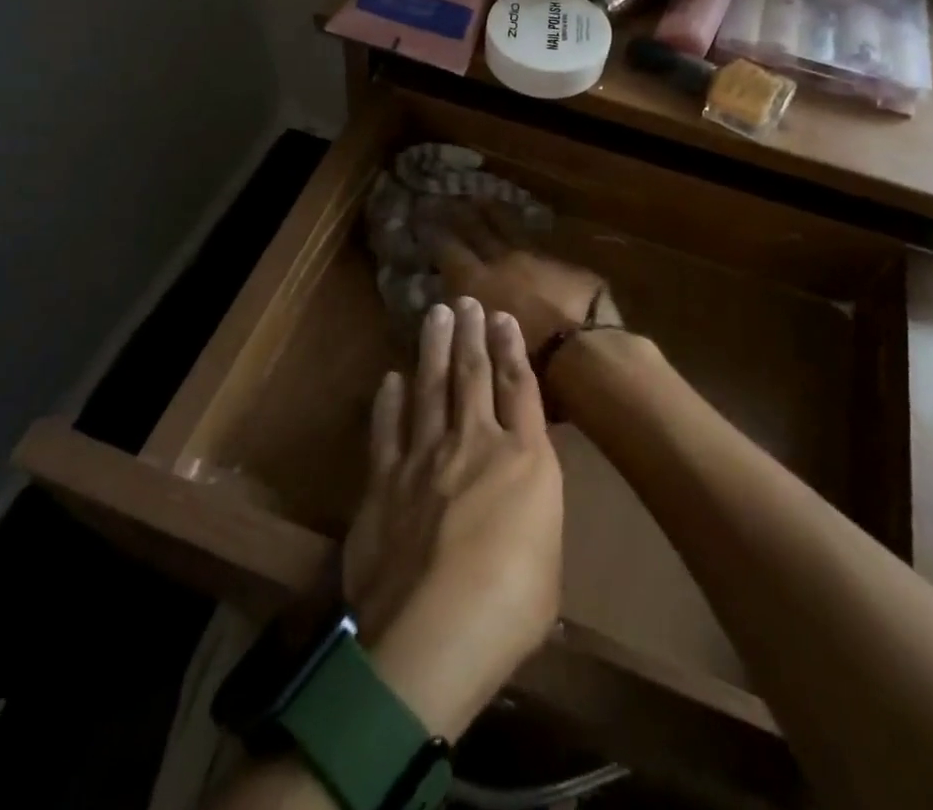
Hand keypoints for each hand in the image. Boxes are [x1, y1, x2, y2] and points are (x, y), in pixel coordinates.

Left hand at [342, 299, 562, 739]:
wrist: (431, 633)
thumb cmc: (509, 610)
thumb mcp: (547, 565)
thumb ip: (533, 521)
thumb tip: (522, 512)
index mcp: (525, 461)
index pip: (520, 388)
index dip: (512, 348)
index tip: (503, 318)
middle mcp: (476, 442)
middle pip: (473, 374)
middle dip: (470, 333)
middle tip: (465, 300)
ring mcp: (426, 455)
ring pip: (431, 387)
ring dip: (433, 348)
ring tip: (435, 315)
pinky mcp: (385, 477)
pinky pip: (388, 427)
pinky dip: (389, 400)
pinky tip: (390, 378)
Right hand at [432, 207, 615, 354]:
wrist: (584, 349)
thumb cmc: (524, 360)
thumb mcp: (482, 347)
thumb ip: (465, 324)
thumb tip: (451, 309)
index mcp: (476, 281)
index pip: (447, 248)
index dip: (433, 233)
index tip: (421, 218)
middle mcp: (502, 261)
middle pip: (476, 229)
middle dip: (459, 213)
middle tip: (445, 198)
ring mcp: (536, 258)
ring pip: (509, 226)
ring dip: (493, 213)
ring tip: (480, 199)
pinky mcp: (565, 265)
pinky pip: (539, 241)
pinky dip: (526, 233)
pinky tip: (524, 229)